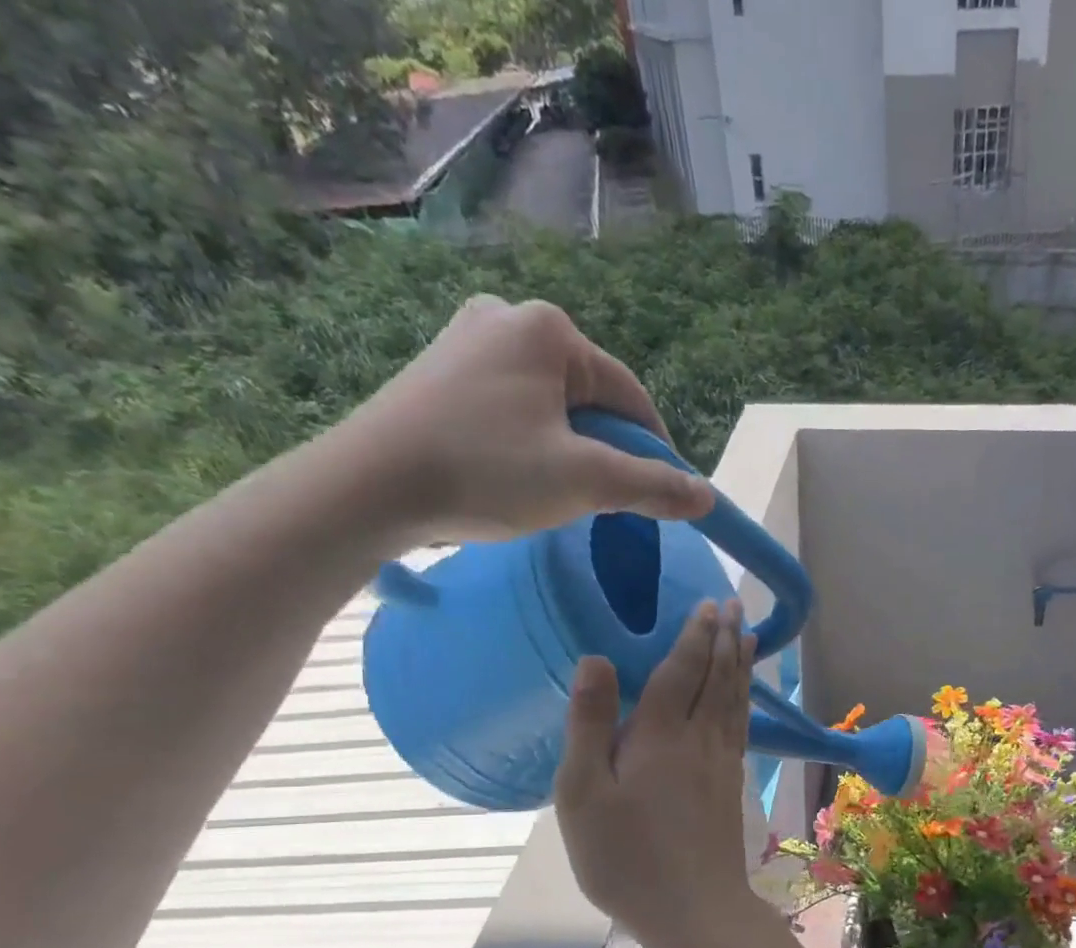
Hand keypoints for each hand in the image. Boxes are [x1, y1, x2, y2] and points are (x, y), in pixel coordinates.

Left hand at [335, 295, 711, 544]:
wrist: (368, 488)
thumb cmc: (486, 471)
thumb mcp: (586, 482)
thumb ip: (653, 487)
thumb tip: (707, 497)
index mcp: (548, 329)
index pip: (631, 396)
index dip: (655, 450)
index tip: (663, 496)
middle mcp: (507, 318)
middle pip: (591, 398)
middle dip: (606, 449)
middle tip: (602, 500)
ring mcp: (467, 342)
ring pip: (553, 407)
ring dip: (571, 449)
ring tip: (557, 492)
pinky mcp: (441, 372)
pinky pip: (514, 408)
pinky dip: (532, 443)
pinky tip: (517, 475)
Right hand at [555, 599, 760, 944]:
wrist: (693, 908)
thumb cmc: (626, 856)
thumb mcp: (583, 793)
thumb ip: (590, 724)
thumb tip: (596, 658)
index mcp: (660, 735)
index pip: (681, 670)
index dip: (694, 635)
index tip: (707, 605)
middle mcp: (700, 739)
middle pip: (716, 678)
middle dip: (724, 639)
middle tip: (733, 605)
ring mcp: (723, 762)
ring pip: (735, 700)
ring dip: (740, 664)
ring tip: (748, 636)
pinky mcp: (733, 785)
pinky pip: (742, 727)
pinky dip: (745, 701)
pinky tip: (745, 697)